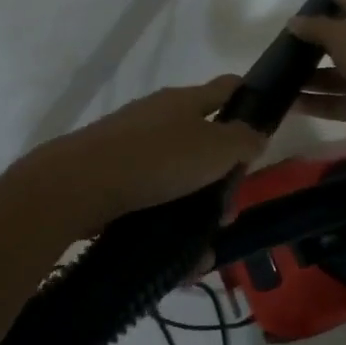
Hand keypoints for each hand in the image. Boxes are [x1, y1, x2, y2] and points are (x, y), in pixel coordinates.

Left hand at [27, 76, 267, 233]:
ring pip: (178, 178)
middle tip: (228, 212)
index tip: (265, 128)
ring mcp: (131, 146)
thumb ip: (243, 140)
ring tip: (204, 246)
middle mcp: (157, 117)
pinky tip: (177, 256)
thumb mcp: (215, 148)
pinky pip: (152, 200)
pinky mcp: (113, 177)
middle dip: (221, 179)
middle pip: (202, 141)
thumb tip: (254, 135)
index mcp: (184, 101)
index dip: (250, 100)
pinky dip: (168, 224)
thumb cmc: (158, 158)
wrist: (81, 184)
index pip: (227, 88)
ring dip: (196, 209)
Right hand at [288, 0, 345, 148]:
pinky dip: (309, 103)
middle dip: (311, 43)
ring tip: (274, 74)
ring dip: (305, 77)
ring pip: (331, 76)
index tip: (301, 3)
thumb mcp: (345, 35)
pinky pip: (329, 103)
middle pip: (338, 42)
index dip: (329, 0)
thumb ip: (316, 27)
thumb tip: (293, 22)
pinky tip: (284, 101)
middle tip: (279, 43)